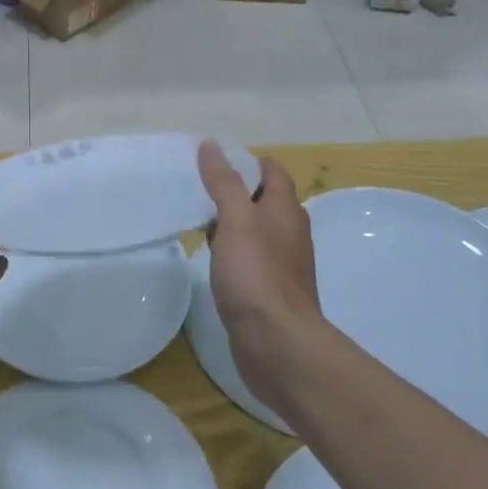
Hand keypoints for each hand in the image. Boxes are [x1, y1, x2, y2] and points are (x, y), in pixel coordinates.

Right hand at [197, 141, 323, 409]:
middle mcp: (289, 233)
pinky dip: (232, 250)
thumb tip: (212, 144)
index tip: (212, 162)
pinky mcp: (270, 289)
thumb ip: (224, 183)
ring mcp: (282, 263)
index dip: (246, 161)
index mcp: (286, 210)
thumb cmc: (257, 275)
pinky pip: (251, 257)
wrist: (277, 344)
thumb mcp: (236, 220)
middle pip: (265, 199)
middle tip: (197, 188)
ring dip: (232, 221)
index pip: (272, 172)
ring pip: (257, 230)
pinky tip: (212, 257)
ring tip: (198, 219)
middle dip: (236, 190)